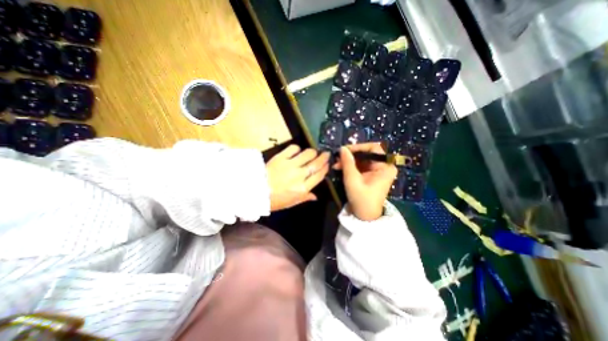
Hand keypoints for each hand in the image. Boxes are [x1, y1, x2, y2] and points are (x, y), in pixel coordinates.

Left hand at [267, 145, 330, 210]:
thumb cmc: (274, 200)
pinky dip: (297, 148)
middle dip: (324, 158)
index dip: (325, 168)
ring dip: (313, 152)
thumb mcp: (291, 202)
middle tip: (326, 154)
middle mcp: (299, 175)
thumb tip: (315, 196)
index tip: (328, 164)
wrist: (256, 191)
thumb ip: (305, 198)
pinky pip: (293, 148)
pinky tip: (297, 151)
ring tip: (313, 152)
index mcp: (303, 188)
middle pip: (316, 163)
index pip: (319, 175)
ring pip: (308, 154)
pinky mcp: (281, 157)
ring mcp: (290, 165)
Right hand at [335, 141, 396, 218]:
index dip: (358, 147)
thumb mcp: (352, 180)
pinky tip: (341, 168)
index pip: (373, 148)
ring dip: (349, 161)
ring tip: (336, 164)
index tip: (344, 150)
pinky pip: (361, 165)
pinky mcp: (372, 175)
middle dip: (351, 155)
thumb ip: (347, 163)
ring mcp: (378, 170)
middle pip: (367, 153)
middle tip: (337, 158)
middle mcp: (384, 166)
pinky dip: (351, 166)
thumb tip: (342, 148)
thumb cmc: (361, 199)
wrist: (365, 216)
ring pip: (362, 159)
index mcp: (385, 167)